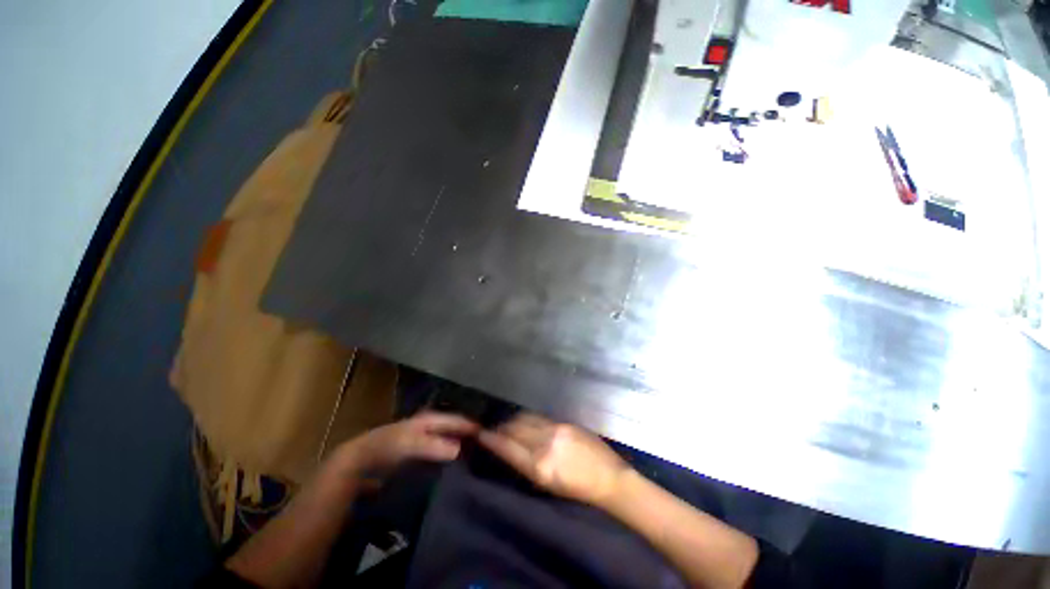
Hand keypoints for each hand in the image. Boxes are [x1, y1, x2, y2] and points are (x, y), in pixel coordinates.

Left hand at [332, 411, 479, 479]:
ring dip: (464, 449)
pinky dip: (453, 459)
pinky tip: (460, 470)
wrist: (361, 460)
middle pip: (457, 430)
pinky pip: (443, 453)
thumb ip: (433, 445)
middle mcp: (433, 426)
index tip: (493, 437)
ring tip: (481, 461)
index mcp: (432, 418)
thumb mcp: (409, 443)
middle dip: (472, 438)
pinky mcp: (422, 454)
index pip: (459, 420)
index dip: (474, 427)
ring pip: (451, 441)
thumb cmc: (387, 446)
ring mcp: (427, 440)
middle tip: (492, 450)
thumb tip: (459, 449)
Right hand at [478, 413, 629, 505]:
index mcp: (540, 467)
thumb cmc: (577, 490)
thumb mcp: (548, 485)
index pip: (508, 448)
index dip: (492, 439)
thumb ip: (528, 464)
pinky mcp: (565, 422)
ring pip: (526, 419)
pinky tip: (525, 419)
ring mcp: (556, 430)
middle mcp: (545, 444)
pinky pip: (540, 416)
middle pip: (515, 429)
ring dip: (513, 420)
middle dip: (501, 428)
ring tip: (508, 423)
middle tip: (493, 428)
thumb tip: (510, 449)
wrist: (609, 478)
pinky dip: (528, 417)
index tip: (480, 434)